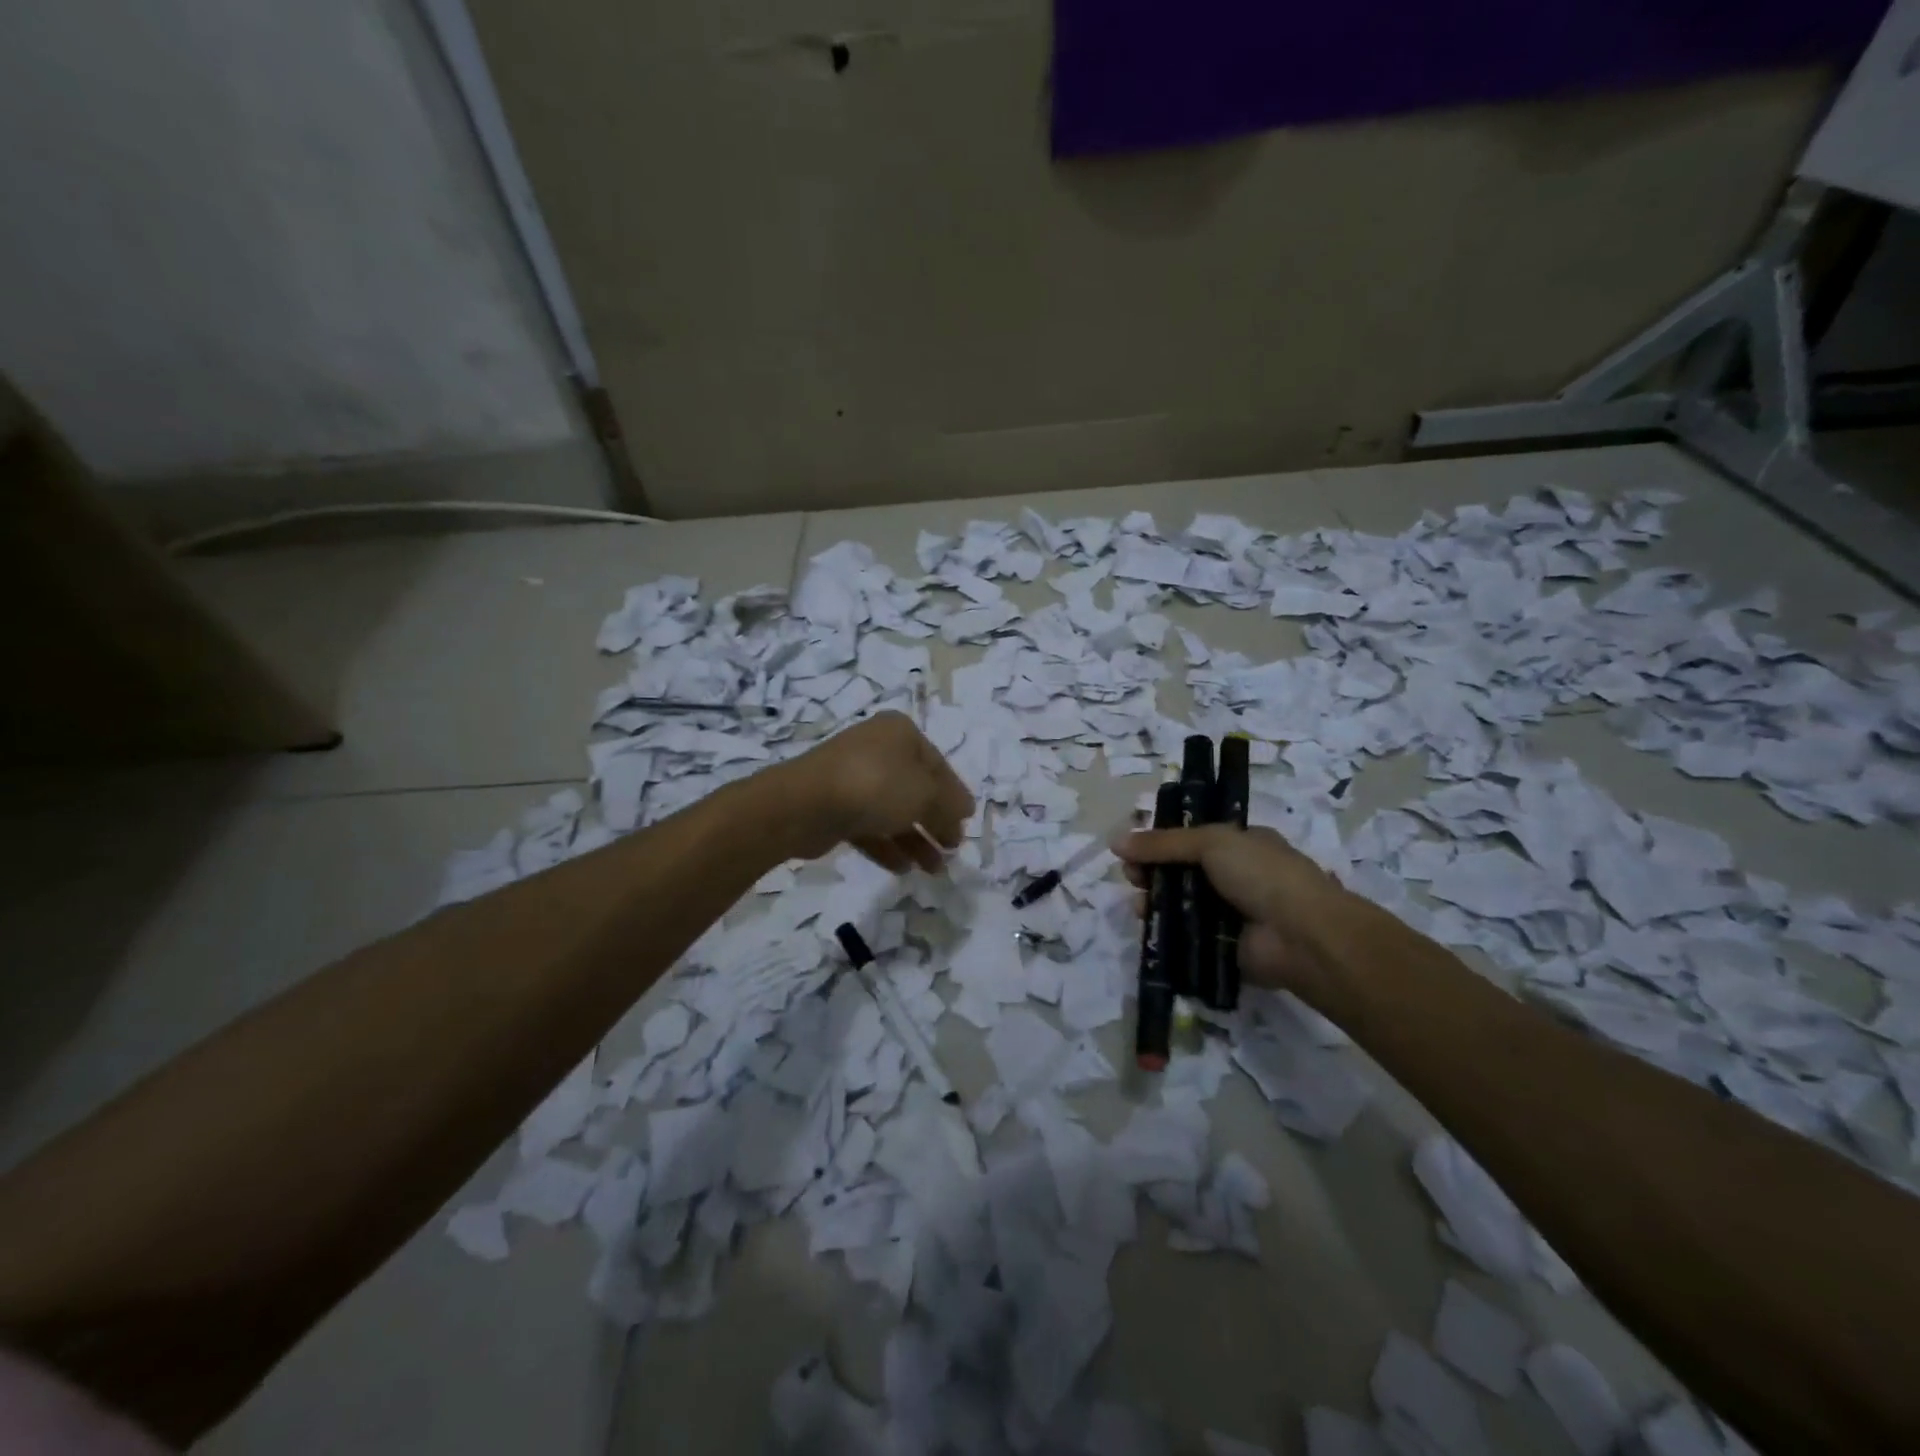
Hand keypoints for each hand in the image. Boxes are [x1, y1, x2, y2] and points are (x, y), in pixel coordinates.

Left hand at [773, 712, 974, 872]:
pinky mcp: (834, 806)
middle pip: (916, 788)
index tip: (966, 824)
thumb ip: (949, 805)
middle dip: (936, 822)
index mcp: (900, 733)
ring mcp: (852, 778)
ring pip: (893, 810)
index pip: (938, 765)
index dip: (955, 796)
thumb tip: (964, 811)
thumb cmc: (876, 786)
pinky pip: (868, 826)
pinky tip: (902, 869)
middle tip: (952, 849)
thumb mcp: (926, 794)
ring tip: (933, 870)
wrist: (805, 804)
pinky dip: (887, 845)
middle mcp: (877, 749)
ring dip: (915, 840)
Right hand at [1114, 824, 1349, 1007]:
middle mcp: (1237, 876)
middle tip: (1131, 876)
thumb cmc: (1262, 875)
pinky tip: (1148, 926)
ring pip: (1182, 903)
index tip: (1134, 847)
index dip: (1162, 840)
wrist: (1301, 936)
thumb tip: (1115, 841)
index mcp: (1241, 843)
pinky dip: (1167, 930)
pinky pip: (1188, 935)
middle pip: (1182, 870)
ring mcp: (1231, 913)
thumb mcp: (1211, 843)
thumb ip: (1162, 843)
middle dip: (1153, 871)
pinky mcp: (1223, 946)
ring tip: (1137, 903)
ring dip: (1156, 900)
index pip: (1193, 838)